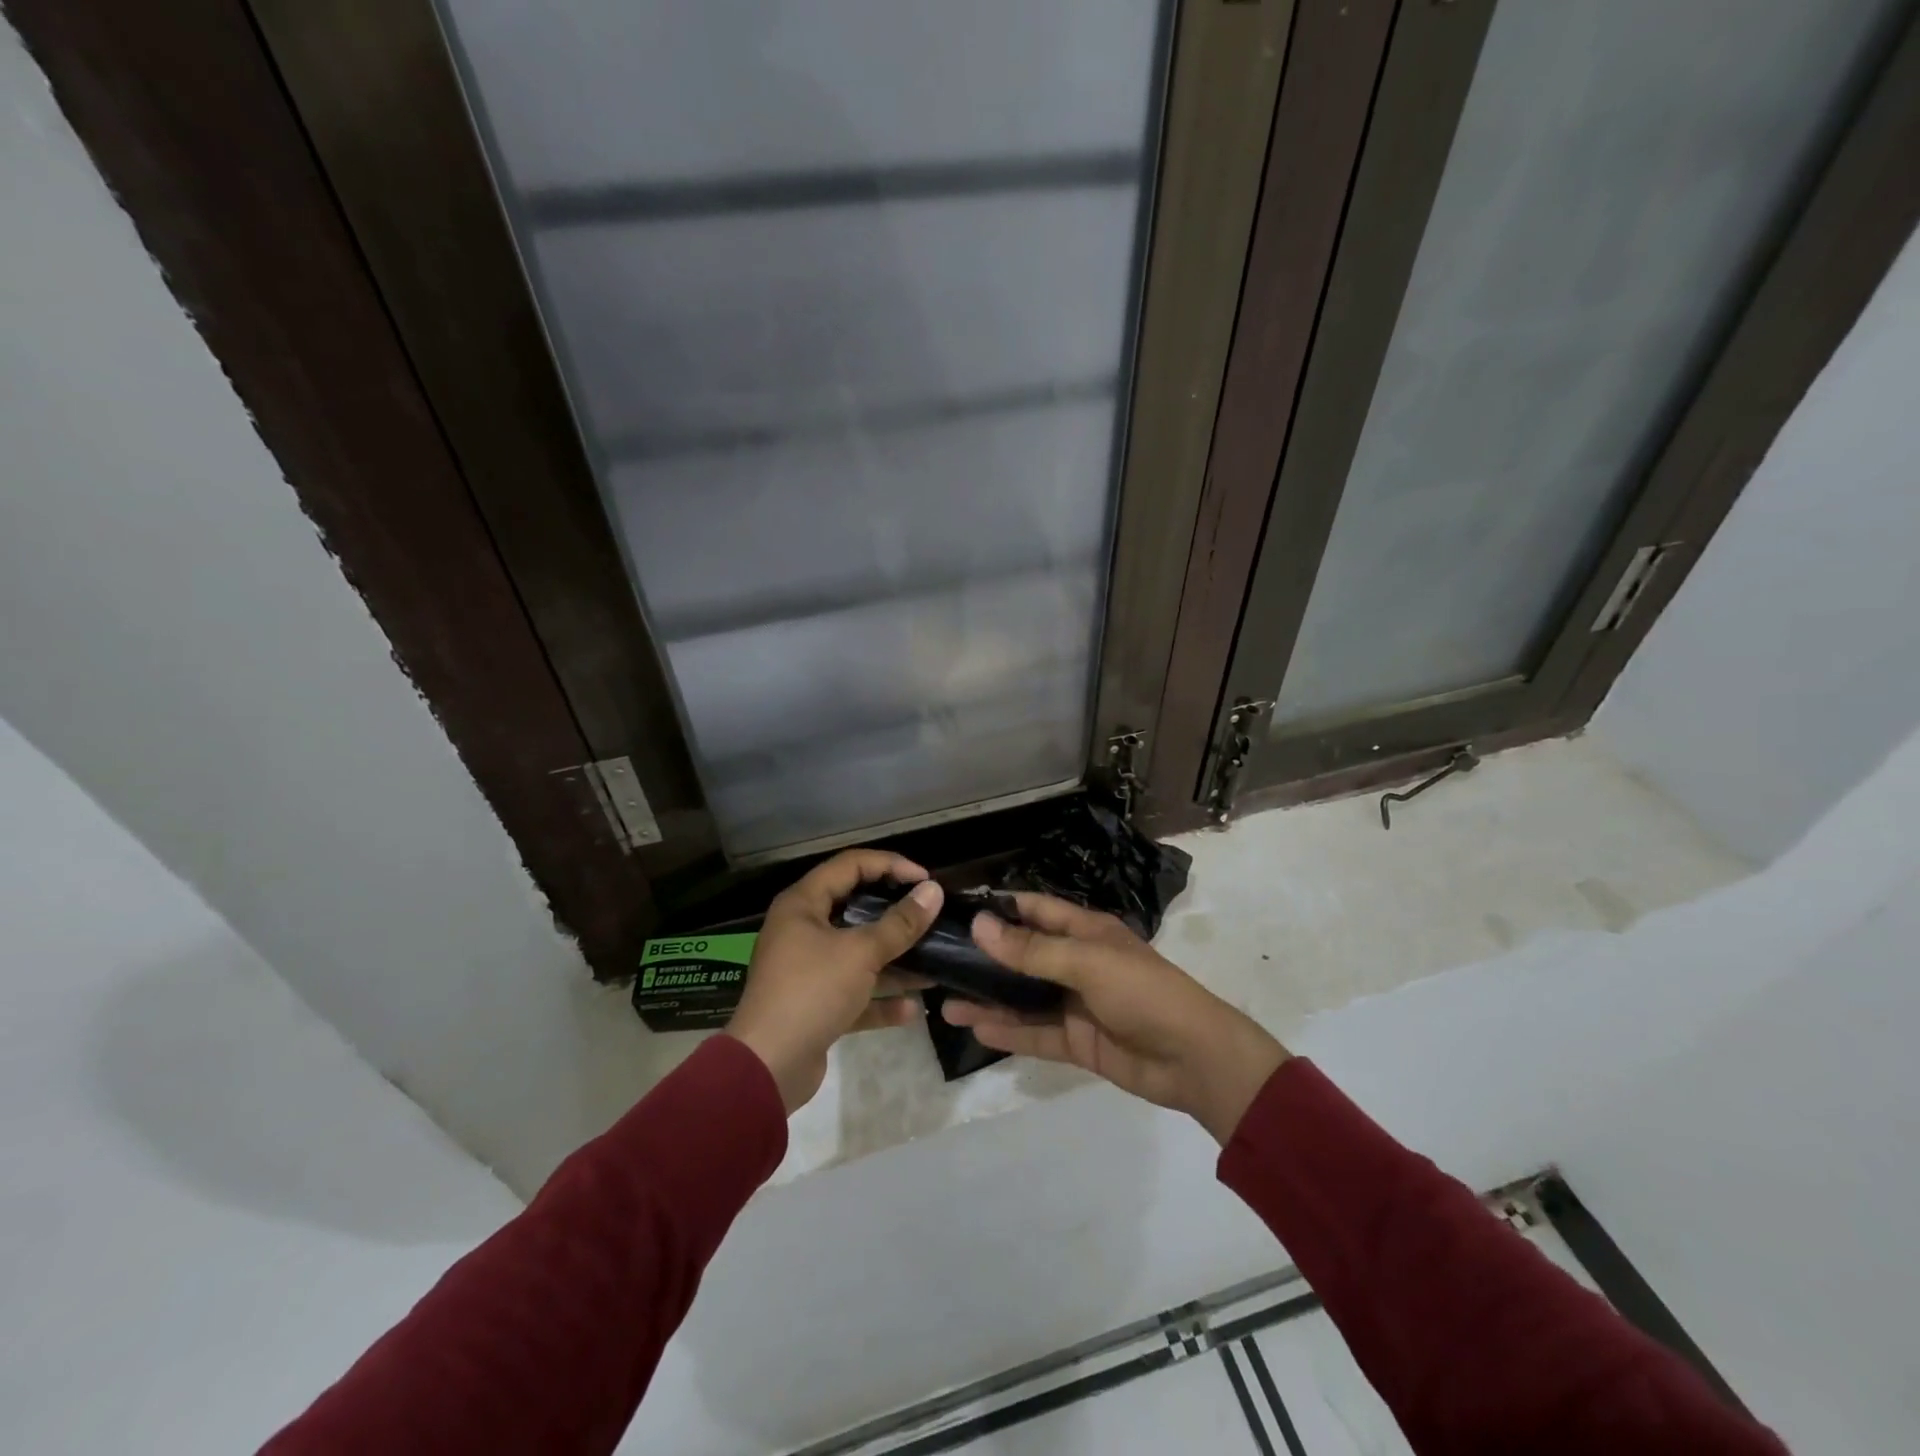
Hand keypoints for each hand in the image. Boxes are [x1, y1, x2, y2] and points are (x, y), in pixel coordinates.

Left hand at [726, 848, 942, 1113]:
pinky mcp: (815, 1004)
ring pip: (858, 953)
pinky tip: (912, 1008)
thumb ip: (900, 923)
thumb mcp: (861, 953)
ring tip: (935, 960)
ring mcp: (808, 968)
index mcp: (803, 904)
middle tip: (930, 914)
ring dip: (894, 958)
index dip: (890, 865)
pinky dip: (880, 998)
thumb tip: (934, 892)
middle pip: (856, 907)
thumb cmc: (811, 992)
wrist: (768, 1067)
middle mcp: (802, 929)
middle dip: (896, 913)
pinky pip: (854, 992)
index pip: (851, 864)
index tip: (926, 880)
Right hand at [943, 893, 1288, 1143]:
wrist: (1194, 1058)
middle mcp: (1077, 963)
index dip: (1000, 908)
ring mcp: (1076, 1004)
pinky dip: (1008, 1032)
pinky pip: (1035, 1034)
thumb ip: (1031, 949)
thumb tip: (979, 924)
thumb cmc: (1142, 991)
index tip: (957, 911)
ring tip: (944, 1001)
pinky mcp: (1077, 1041)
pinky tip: (976, 1029)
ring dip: (989, 999)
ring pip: (1023, 998)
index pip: (1036, 911)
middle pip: (1023, 956)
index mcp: (1086, 932)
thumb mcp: (1085, 962)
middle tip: (939, 960)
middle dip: (985, 958)